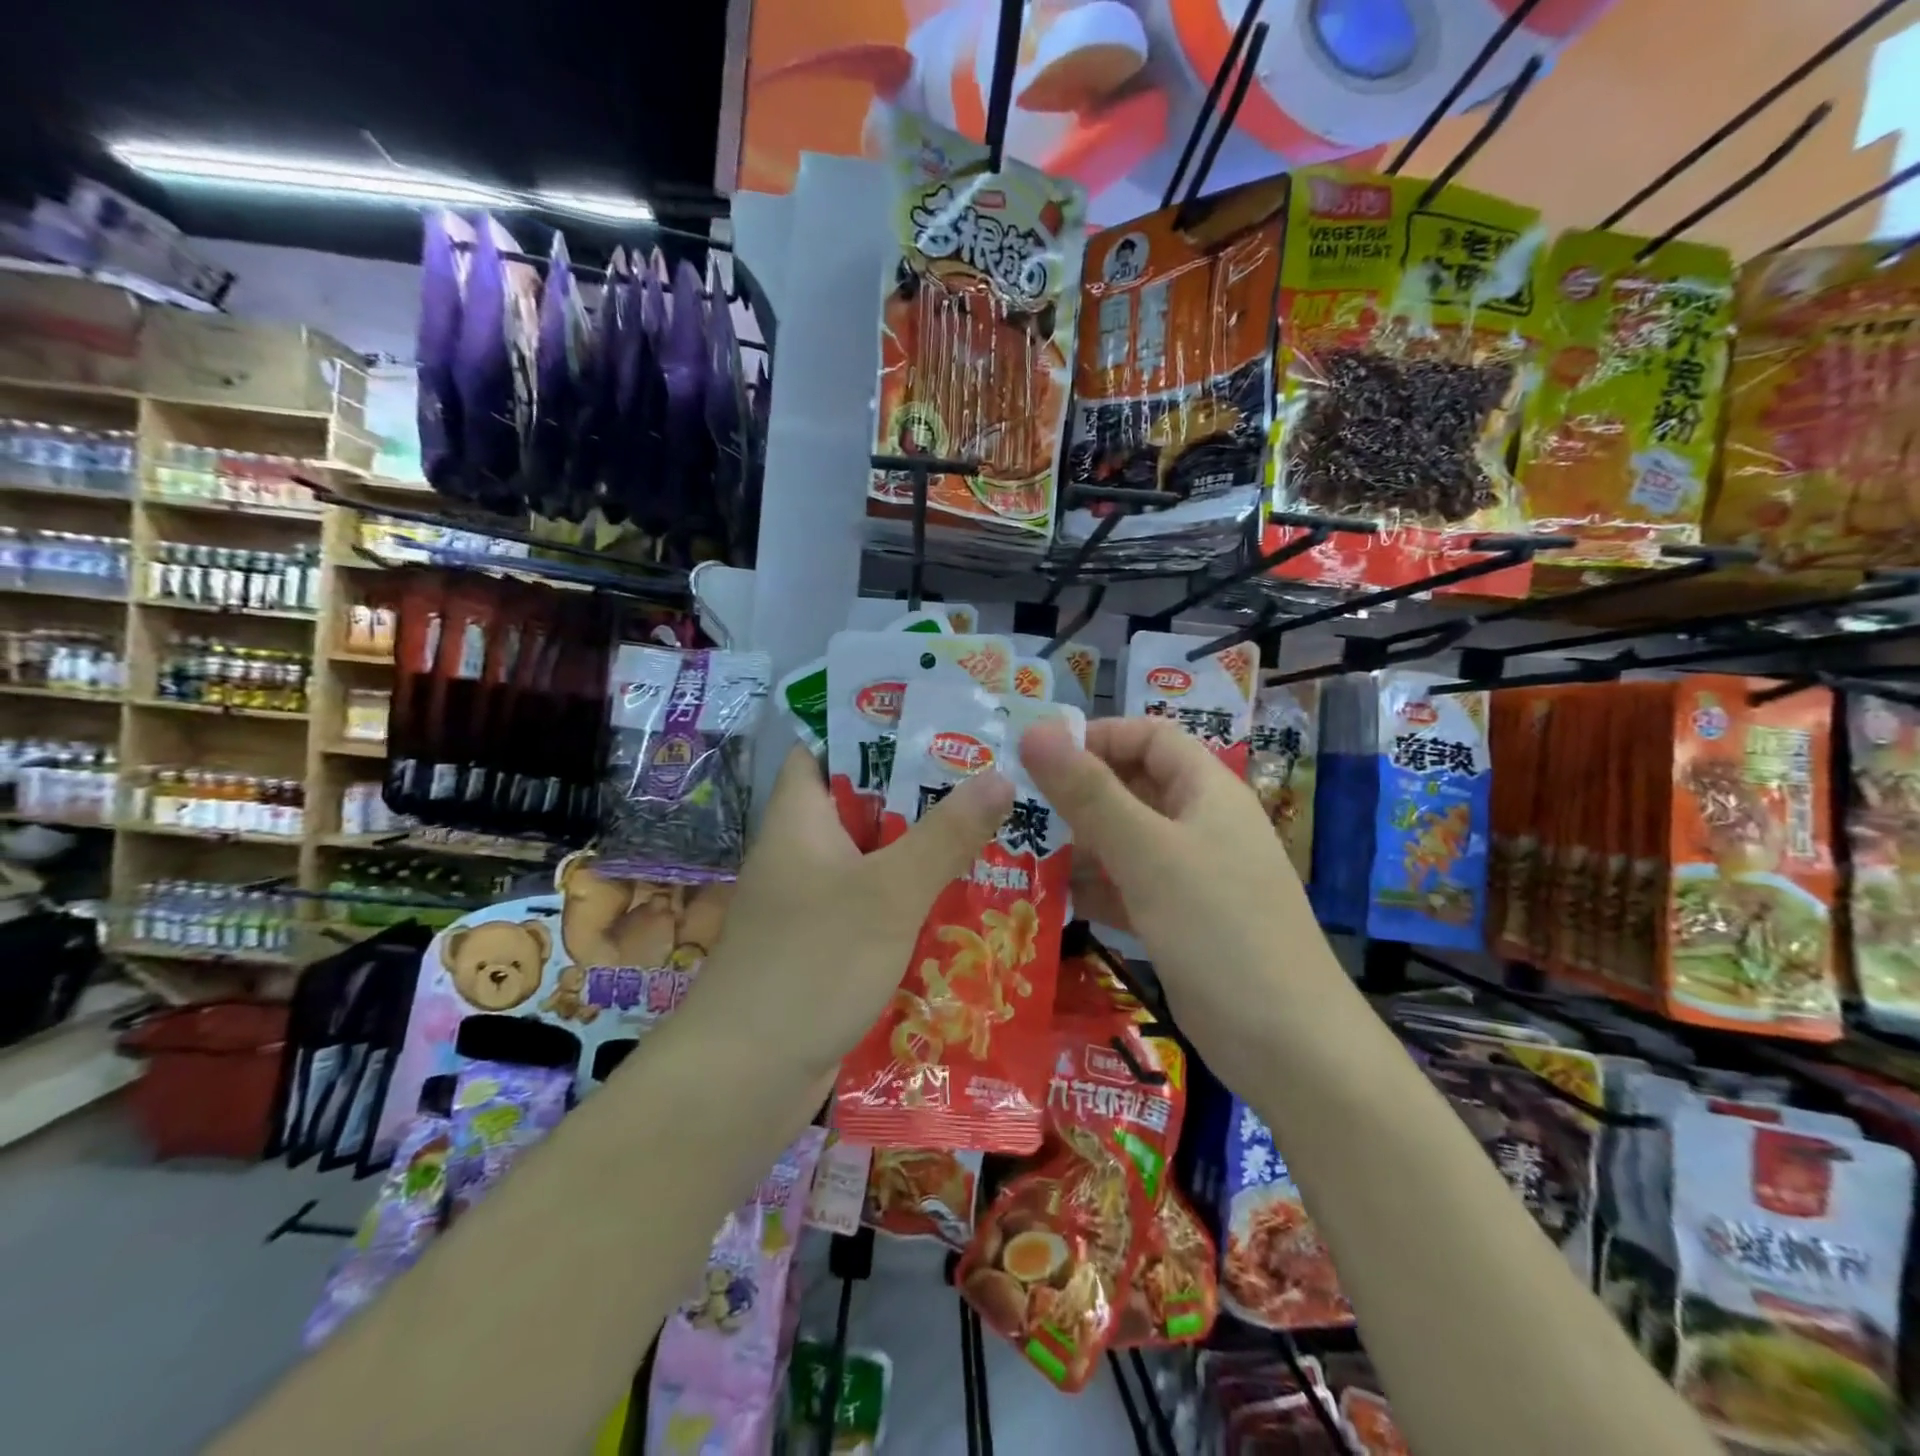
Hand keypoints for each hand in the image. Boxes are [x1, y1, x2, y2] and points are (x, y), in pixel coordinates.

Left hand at [678, 746, 1014, 1081]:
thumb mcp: (890, 892)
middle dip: (921, 794)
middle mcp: (801, 852)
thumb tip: (999, 774)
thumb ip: (946, 834)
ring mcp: (811, 903)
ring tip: (993, 834)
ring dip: (924, 852)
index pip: (824, 749)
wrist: (745, 1079)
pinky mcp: (824, 947)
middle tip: (988, 780)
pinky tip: (964, 906)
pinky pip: (875, 907)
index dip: (873, 730)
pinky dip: (912, 902)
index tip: (937, 725)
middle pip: (862, 805)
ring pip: (874, 860)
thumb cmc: (812, 964)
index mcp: (800, 818)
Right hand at [1019, 716, 1326, 1077]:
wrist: (1288, 1046)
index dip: (1098, 737)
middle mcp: (1201, 824)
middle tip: (1017, 809)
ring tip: (1020, 853)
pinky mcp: (1179, 920)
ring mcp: (1192, 875)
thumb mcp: (1147, 853)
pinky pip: (1128, 887)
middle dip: (1078, 795)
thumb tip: (1035, 731)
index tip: (1041, 758)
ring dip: (1079, 844)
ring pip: (1126, 841)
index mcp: (1206, 791)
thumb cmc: (1218, 929)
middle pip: (1133, 788)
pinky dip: (1094, 888)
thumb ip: (1088, 793)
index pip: (1149, 737)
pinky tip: (1051, 900)